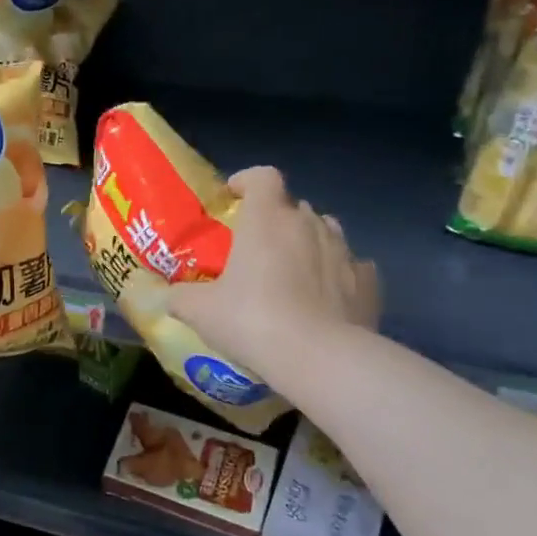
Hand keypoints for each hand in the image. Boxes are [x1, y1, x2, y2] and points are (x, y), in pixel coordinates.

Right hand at [167, 166, 380, 383]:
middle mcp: (308, 224)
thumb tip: (168, 296)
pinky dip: (338, 274)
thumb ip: (180, 297)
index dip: (247, 181)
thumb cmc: (252, 320)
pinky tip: (326, 298)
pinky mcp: (368, 282)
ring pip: (325, 231)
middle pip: (292, 206)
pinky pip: (352, 266)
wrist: (319, 358)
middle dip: (275, 220)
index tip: (234, 198)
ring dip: (308, 243)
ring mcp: (344, 251)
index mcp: (267, 219)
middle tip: (256, 249)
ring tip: (292, 271)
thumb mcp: (200, 311)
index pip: (262, 176)